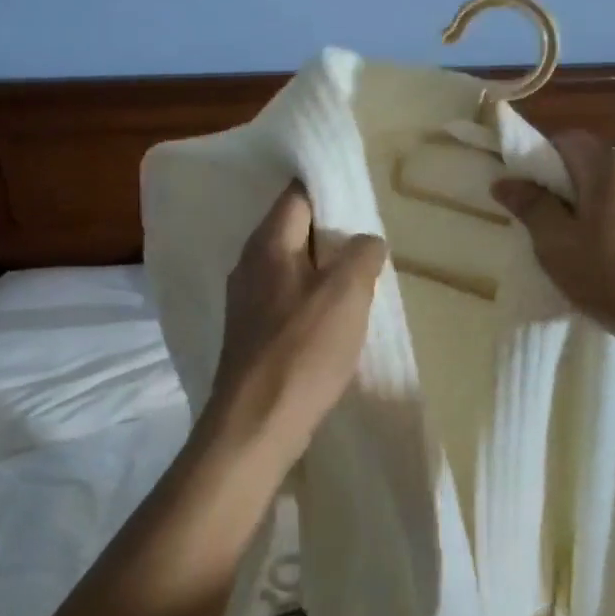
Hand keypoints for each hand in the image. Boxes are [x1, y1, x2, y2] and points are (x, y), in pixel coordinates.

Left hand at [203, 182, 387, 466]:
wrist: (256, 424)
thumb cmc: (302, 350)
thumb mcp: (346, 293)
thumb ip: (361, 255)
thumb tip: (366, 241)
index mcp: (268, 244)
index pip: (297, 196)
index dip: (328, 191)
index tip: (361, 198)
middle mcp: (249, 265)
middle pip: (293, 231)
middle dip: (331, 234)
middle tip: (368, 243)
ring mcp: (246, 302)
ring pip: (291, 268)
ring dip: (323, 271)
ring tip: (359, 281)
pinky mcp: (251, 335)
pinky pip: (286, 300)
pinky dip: (311, 300)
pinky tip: (334, 320)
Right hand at [493, 131, 614, 348]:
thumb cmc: (612, 278)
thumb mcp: (557, 244)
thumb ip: (531, 206)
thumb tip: (505, 181)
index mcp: (609, 167)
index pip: (567, 139)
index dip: (541, 158)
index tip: (527, 191)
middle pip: (591, 163)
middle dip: (564, 186)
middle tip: (546, 224)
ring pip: (612, 187)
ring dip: (589, 205)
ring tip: (577, 245)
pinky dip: (614, 219)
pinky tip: (610, 255)